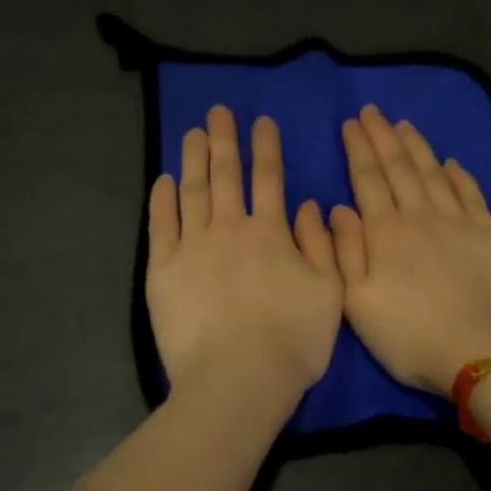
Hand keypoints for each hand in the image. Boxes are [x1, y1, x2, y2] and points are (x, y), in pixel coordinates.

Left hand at [147, 106, 342, 406]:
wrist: (238, 378)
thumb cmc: (293, 341)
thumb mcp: (329, 291)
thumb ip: (321, 244)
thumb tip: (308, 204)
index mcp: (271, 233)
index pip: (269, 179)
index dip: (267, 147)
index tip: (262, 121)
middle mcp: (230, 229)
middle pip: (227, 175)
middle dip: (225, 140)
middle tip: (218, 111)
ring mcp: (193, 247)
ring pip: (193, 192)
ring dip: (194, 159)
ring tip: (193, 133)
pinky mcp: (163, 270)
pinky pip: (161, 225)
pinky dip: (162, 200)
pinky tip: (164, 180)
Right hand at [327, 105, 490, 393]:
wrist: (481, 354)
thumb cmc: (409, 336)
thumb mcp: (357, 303)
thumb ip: (345, 252)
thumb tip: (337, 208)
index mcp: (386, 233)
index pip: (368, 180)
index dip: (359, 149)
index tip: (351, 123)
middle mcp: (421, 217)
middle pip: (399, 168)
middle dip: (383, 137)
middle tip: (373, 111)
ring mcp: (459, 224)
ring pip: (433, 174)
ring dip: (418, 147)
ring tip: (404, 125)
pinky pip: (471, 195)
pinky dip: (459, 175)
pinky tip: (451, 162)